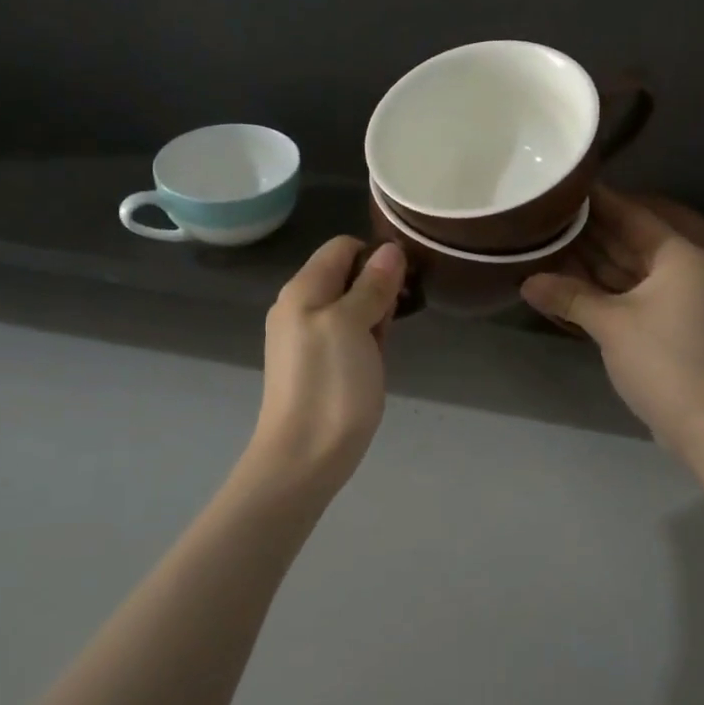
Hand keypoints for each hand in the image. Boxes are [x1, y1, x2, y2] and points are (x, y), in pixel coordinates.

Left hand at [246, 237, 406, 492]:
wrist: (304, 457)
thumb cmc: (330, 385)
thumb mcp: (354, 325)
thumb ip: (371, 285)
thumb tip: (390, 250)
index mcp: (303, 289)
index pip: (342, 247)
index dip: (376, 255)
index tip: (404, 280)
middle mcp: (299, 306)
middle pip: (347, 275)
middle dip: (378, 287)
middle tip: (396, 317)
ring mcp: (305, 337)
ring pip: (350, 306)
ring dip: (374, 315)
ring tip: (385, 342)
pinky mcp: (315, 364)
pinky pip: (346, 334)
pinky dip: (365, 338)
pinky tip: (375, 361)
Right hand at [521, 190, 703, 456]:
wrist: (703, 423)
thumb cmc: (662, 361)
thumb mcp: (611, 324)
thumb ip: (569, 296)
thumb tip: (525, 281)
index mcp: (676, 256)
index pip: (630, 215)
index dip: (597, 200)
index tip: (563, 185)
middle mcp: (677, 268)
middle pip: (626, 240)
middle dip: (587, 231)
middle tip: (544, 213)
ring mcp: (671, 297)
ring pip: (623, 268)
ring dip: (589, 261)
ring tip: (545, 241)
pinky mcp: (662, 322)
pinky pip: (625, 292)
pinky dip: (598, 287)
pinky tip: (564, 280)